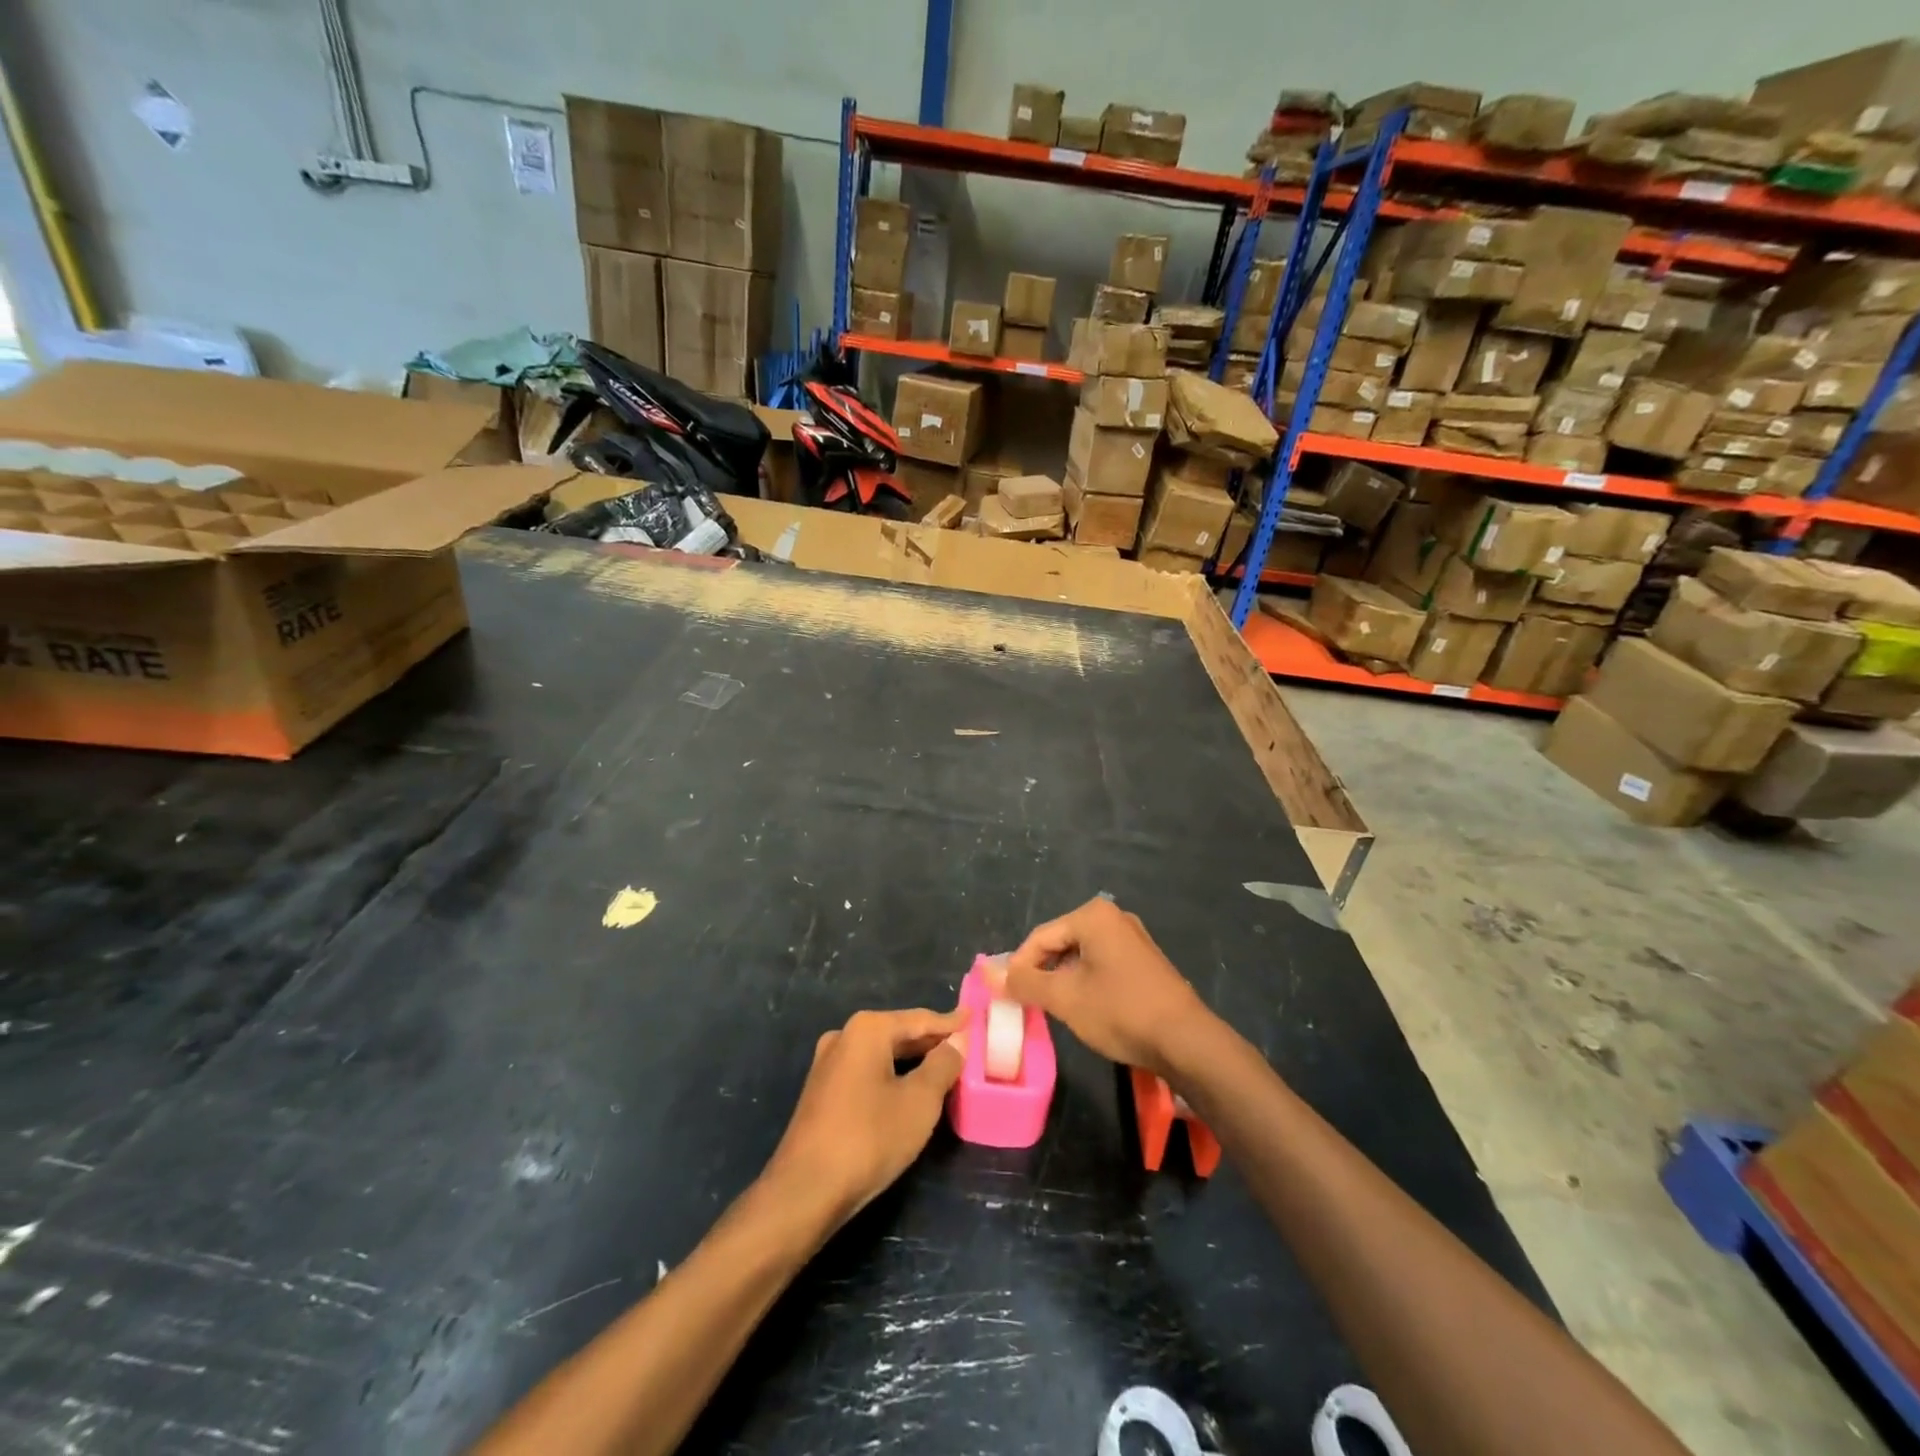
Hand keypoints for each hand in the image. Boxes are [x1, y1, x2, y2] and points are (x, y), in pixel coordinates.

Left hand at [765, 1008, 965, 1227]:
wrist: (805, 1190)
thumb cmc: (869, 1138)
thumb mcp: (919, 1102)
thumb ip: (942, 1066)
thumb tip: (956, 1043)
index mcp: (867, 1029)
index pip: (919, 1019)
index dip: (950, 1022)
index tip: (974, 1018)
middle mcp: (844, 1036)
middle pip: (898, 1033)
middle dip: (931, 1041)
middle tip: (964, 1044)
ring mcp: (828, 1064)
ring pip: (881, 1053)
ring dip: (912, 1060)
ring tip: (943, 1065)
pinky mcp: (822, 1091)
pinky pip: (867, 1071)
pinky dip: (892, 1074)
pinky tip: (908, 1088)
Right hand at [991, 898, 1214, 1078]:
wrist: (1186, 1040)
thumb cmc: (1120, 1011)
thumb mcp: (1065, 998)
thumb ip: (1024, 982)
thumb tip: (987, 973)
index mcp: (1093, 916)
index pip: (1040, 937)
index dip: (1019, 967)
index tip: (1007, 996)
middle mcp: (1114, 917)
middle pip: (1061, 942)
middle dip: (1042, 972)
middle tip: (1028, 1003)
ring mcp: (1133, 938)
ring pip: (1081, 955)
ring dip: (1063, 979)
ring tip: (1054, 1009)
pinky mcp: (1145, 960)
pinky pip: (1102, 963)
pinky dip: (1086, 982)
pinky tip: (1085, 1008)